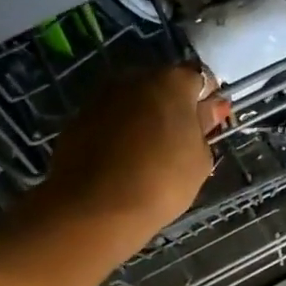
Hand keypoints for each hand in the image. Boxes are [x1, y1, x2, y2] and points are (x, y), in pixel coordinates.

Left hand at [30, 66, 232, 253]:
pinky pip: (109, 120)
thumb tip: (207, 111)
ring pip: (132, 102)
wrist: (96, 207)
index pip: (199, 79)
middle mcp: (134, 78)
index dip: (206, 101)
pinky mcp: (78, 118)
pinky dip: (119, 134)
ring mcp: (101, 96)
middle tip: (179, 143)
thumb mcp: (199, 161)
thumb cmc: (161, 182)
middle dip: (172, 107)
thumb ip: (204, 128)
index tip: (208, 126)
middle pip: (162, 86)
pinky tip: (122, 162)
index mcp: (171, 82)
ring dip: (143, 119)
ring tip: (149, 156)